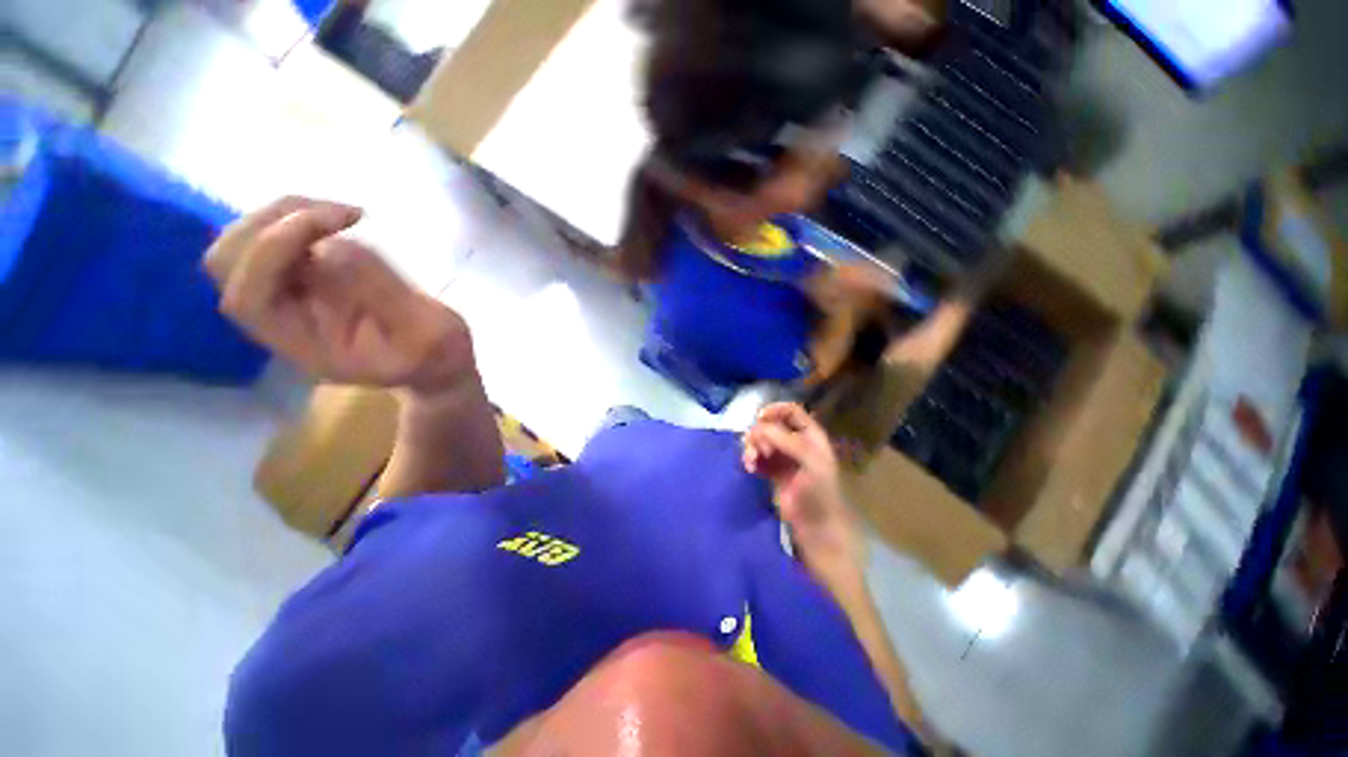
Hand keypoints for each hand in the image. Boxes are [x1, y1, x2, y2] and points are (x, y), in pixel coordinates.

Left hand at [205, 196, 475, 394]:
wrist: (438, 361)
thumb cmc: (438, 357)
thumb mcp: (429, 333)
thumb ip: (383, 294)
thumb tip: (332, 245)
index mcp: (305, 348)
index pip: (249, 296)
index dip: (273, 250)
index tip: (334, 225)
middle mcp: (281, 321)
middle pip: (228, 264)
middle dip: (273, 224)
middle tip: (338, 214)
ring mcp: (289, 298)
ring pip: (244, 244)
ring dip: (285, 214)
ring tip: (342, 213)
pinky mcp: (305, 279)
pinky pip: (273, 238)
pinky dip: (298, 217)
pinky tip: (340, 219)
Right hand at [742, 403, 865, 584]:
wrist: (817, 528)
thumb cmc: (818, 492)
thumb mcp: (808, 461)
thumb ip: (784, 440)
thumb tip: (757, 426)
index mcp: (811, 435)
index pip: (791, 411)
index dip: (774, 410)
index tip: (759, 418)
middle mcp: (796, 442)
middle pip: (771, 424)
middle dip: (760, 432)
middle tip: (756, 447)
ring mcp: (783, 457)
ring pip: (761, 440)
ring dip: (752, 446)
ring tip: (750, 460)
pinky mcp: (772, 472)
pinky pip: (757, 456)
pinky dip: (750, 458)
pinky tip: (749, 467)